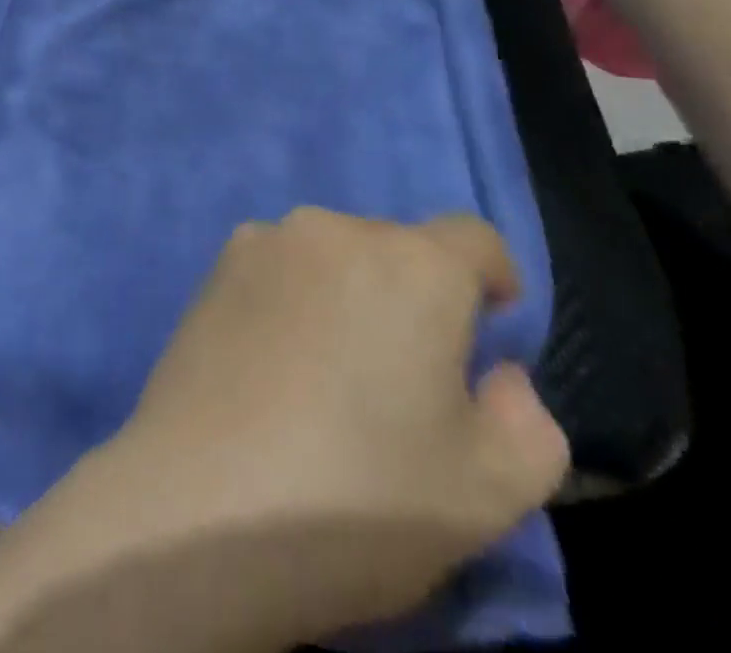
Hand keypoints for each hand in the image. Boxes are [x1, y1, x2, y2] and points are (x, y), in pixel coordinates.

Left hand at [82, 210, 569, 644]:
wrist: (202, 501)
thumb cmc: (359, 496)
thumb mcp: (490, 491)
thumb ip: (527, 421)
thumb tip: (500, 375)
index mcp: (411, 264)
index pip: (473, 238)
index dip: (493, 281)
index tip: (487, 338)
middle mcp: (333, 229)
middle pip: (396, 247)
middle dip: (416, 297)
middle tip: (405, 380)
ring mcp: (263, 241)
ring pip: (332, 257)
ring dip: (348, 296)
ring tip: (333, 378)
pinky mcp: (213, 267)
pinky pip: (278, 270)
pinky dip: (293, 301)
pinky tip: (276, 367)